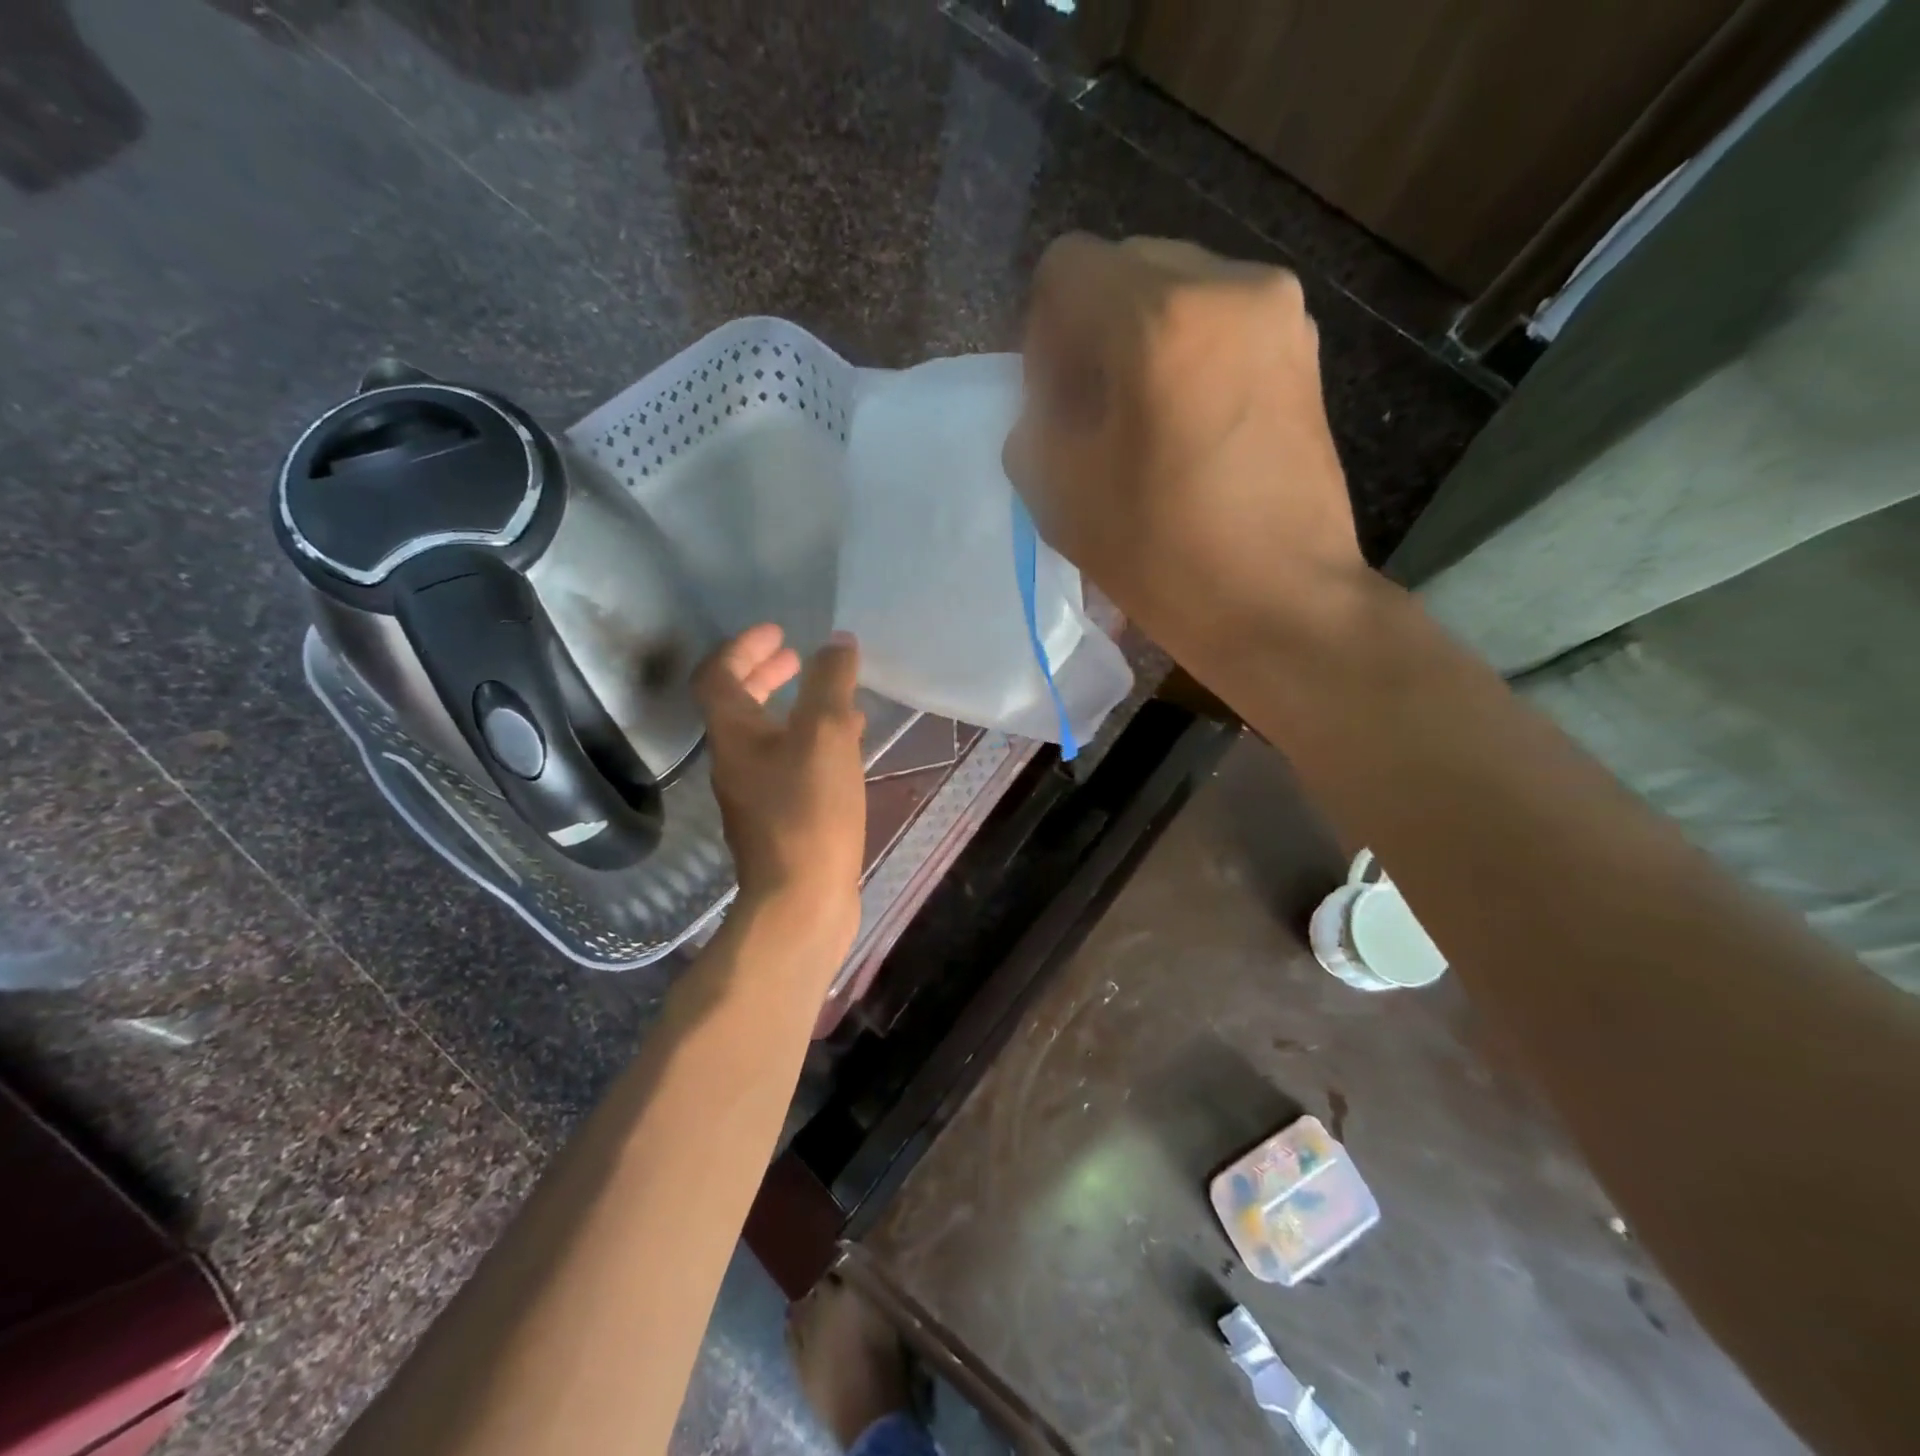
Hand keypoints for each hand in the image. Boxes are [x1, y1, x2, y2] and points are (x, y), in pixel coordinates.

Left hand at [694, 625, 865, 955]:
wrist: (801, 902)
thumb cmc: (809, 812)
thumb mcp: (824, 735)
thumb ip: (830, 683)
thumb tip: (837, 642)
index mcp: (734, 735)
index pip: (719, 675)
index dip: (744, 646)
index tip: (779, 632)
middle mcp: (735, 762)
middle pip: (739, 706)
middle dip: (766, 675)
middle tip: (798, 657)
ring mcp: (756, 795)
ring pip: (769, 737)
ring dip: (794, 710)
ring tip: (835, 700)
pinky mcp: (780, 822)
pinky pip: (792, 766)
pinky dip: (812, 745)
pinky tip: (847, 750)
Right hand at [1004, 234, 1362, 656]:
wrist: (1282, 603)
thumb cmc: (1164, 557)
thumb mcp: (1060, 496)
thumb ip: (1032, 424)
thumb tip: (1053, 401)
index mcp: (1158, 318)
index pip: (1066, 269)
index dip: (1044, 336)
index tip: (1057, 404)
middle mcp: (1228, 286)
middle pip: (1125, 268)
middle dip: (1093, 333)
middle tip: (1095, 414)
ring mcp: (1280, 313)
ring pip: (1177, 291)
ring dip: (1142, 343)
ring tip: (1147, 424)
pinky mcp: (1305, 348)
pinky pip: (1222, 320)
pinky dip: (1190, 355)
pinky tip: (1192, 426)